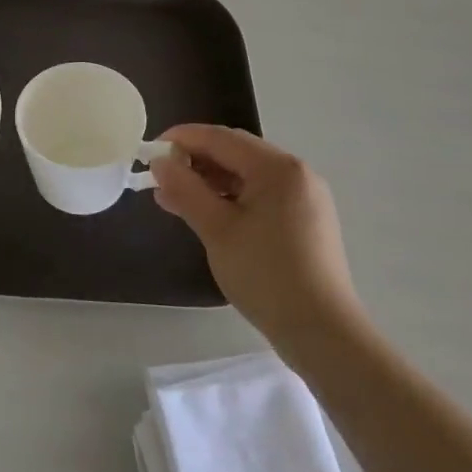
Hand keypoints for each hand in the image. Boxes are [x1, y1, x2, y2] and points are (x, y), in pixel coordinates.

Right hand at [150, 126, 363, 365]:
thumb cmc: (266, 275)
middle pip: (236, 152)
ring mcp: (305, 196)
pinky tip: (207, 214)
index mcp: (278, 168)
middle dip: (195, 160)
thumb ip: (185, 190)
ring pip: (247, 174)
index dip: (181, 139)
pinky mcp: (306, 219)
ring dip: (210, 181)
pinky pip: (261, 194)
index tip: (149, 151)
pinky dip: (231, 198)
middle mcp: (296, 172)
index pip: (220, 138)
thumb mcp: (217, 230)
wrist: (322, 333)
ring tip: (175, 198)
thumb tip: (160, 162)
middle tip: (160, 178)